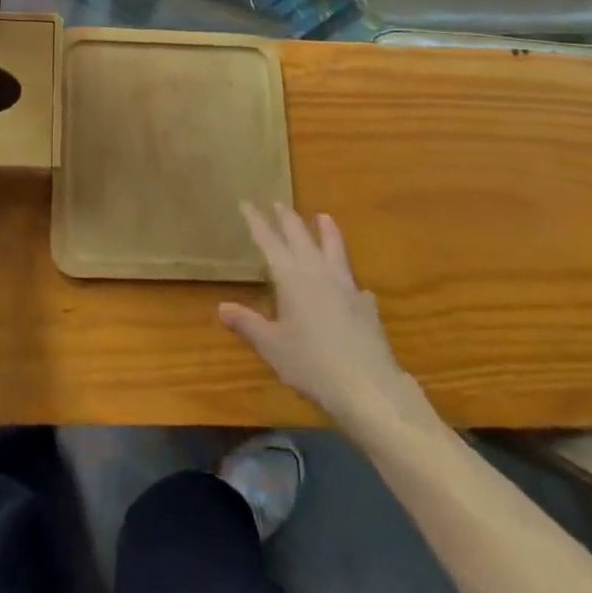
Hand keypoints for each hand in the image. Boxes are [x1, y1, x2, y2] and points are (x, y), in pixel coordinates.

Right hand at [219, 203, 431, 429]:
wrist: (369, 388)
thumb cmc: (312, 365)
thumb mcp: (272, 347)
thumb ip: (248, 324)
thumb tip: (222, 307)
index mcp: (291, 277)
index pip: (269, 241)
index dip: (256, 222)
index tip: (247, 203)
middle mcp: (318, 272)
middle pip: (301, 236)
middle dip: (288, 219)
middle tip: (279, 203)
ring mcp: (346, 287)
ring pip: (335, 249)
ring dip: (327, 232)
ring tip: (324, 216)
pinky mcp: (367, 307)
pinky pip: (356, 285)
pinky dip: (350, 280)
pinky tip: (356, 288)